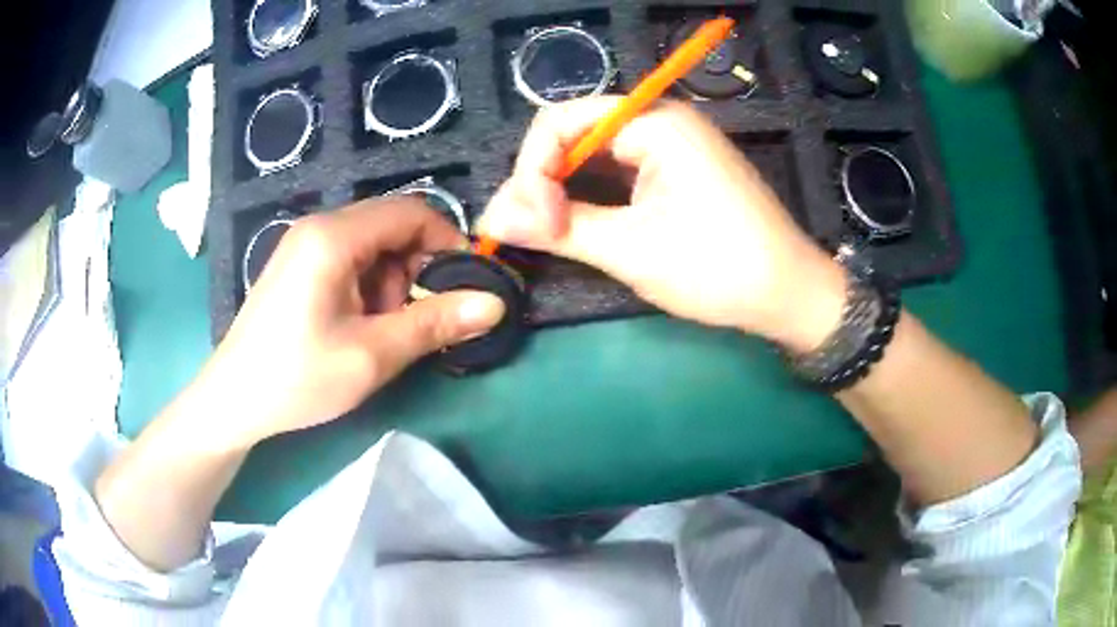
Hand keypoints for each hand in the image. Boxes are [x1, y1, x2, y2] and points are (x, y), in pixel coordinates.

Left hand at [196, 198, 505, 449]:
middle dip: (416, 269)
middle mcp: (319, 227)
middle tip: (418, 319)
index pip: (410, 212)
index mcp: (333, 237)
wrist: (234, 400)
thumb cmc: (297, 377)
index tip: (467, 284)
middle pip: (391, 227)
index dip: (447, 242)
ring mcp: (305, 245)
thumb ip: (434, 323)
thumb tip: (494, 304)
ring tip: (382, 331)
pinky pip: (350, 261)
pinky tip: (358, 326)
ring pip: (372, 246)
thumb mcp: (371, 355)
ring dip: (391, 283)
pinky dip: (368, 288)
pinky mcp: (299, 266)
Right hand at [478, 97, 846, 351]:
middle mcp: (660, 119)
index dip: (532, 171)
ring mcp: (670, 143)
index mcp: (654, 122)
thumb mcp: (632, 249)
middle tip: (526, 231)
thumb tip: (491, 219)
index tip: (534, 226)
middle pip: (573, 134)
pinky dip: (590, 196)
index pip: (560, 123)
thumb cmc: (719, 268)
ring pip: (592, 155)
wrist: (789, 294)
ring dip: (562, 190)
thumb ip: (557, 229)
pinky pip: (616, 170)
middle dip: (542, 181)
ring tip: (543, 231)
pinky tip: (575, 223)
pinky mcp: (676, 168)